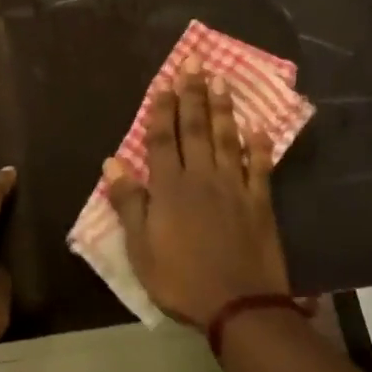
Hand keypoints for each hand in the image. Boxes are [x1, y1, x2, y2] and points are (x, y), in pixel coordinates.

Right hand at [104, 64, 290, 328]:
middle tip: (194, 63)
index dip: (161, 109)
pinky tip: (257, 128)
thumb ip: (129, 202)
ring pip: (226, 139)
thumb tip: (112, 161)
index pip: (162, 139)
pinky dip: (259, 146)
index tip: (163, 82)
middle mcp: (202, 178)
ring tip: (221, 80)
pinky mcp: (259, 203)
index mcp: (170, 188)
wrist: (239, 307)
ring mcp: (234, 187)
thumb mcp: (141, 248)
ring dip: (222, 108)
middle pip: (195, 128)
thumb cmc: (181, 280)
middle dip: (192, 94)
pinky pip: (259, 167)